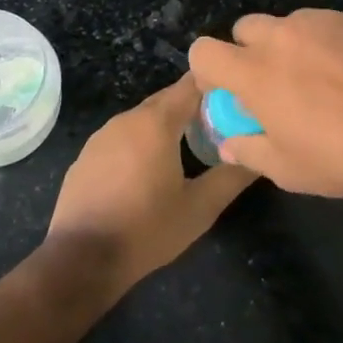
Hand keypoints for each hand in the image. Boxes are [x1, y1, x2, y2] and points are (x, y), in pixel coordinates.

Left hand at [44, 74, 255, 301]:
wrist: (81, 259)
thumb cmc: (146, 229)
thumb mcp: (200, 208)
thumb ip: (232, 177)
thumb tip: (260, 157)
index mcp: (156, 122)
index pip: (192, 84)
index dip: (216, 86)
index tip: (237, 98)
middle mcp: (127, 118)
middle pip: (167, 100)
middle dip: (194, 108)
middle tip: (220, 127)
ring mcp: (102, 135)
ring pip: (144, 119)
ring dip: (167, 127)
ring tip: (189, 149)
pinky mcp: (86, 155)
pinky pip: (123, 137)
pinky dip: (141, 144)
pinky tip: (148, 172)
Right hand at [188, 9, 342, 198]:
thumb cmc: (339, 156)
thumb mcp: (286, 169)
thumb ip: (248, 150)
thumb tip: (231, 142)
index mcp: (253, 72)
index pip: (203, 51)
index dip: (208, 70)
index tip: (225, 90)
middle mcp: (279, 37)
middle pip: (244, 29)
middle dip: (248, 51)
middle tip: (272, 83)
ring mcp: (318, 22)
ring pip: (286, 24)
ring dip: (287, 45)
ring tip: (316, 77)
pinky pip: (322, 24)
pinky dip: (322, 42)